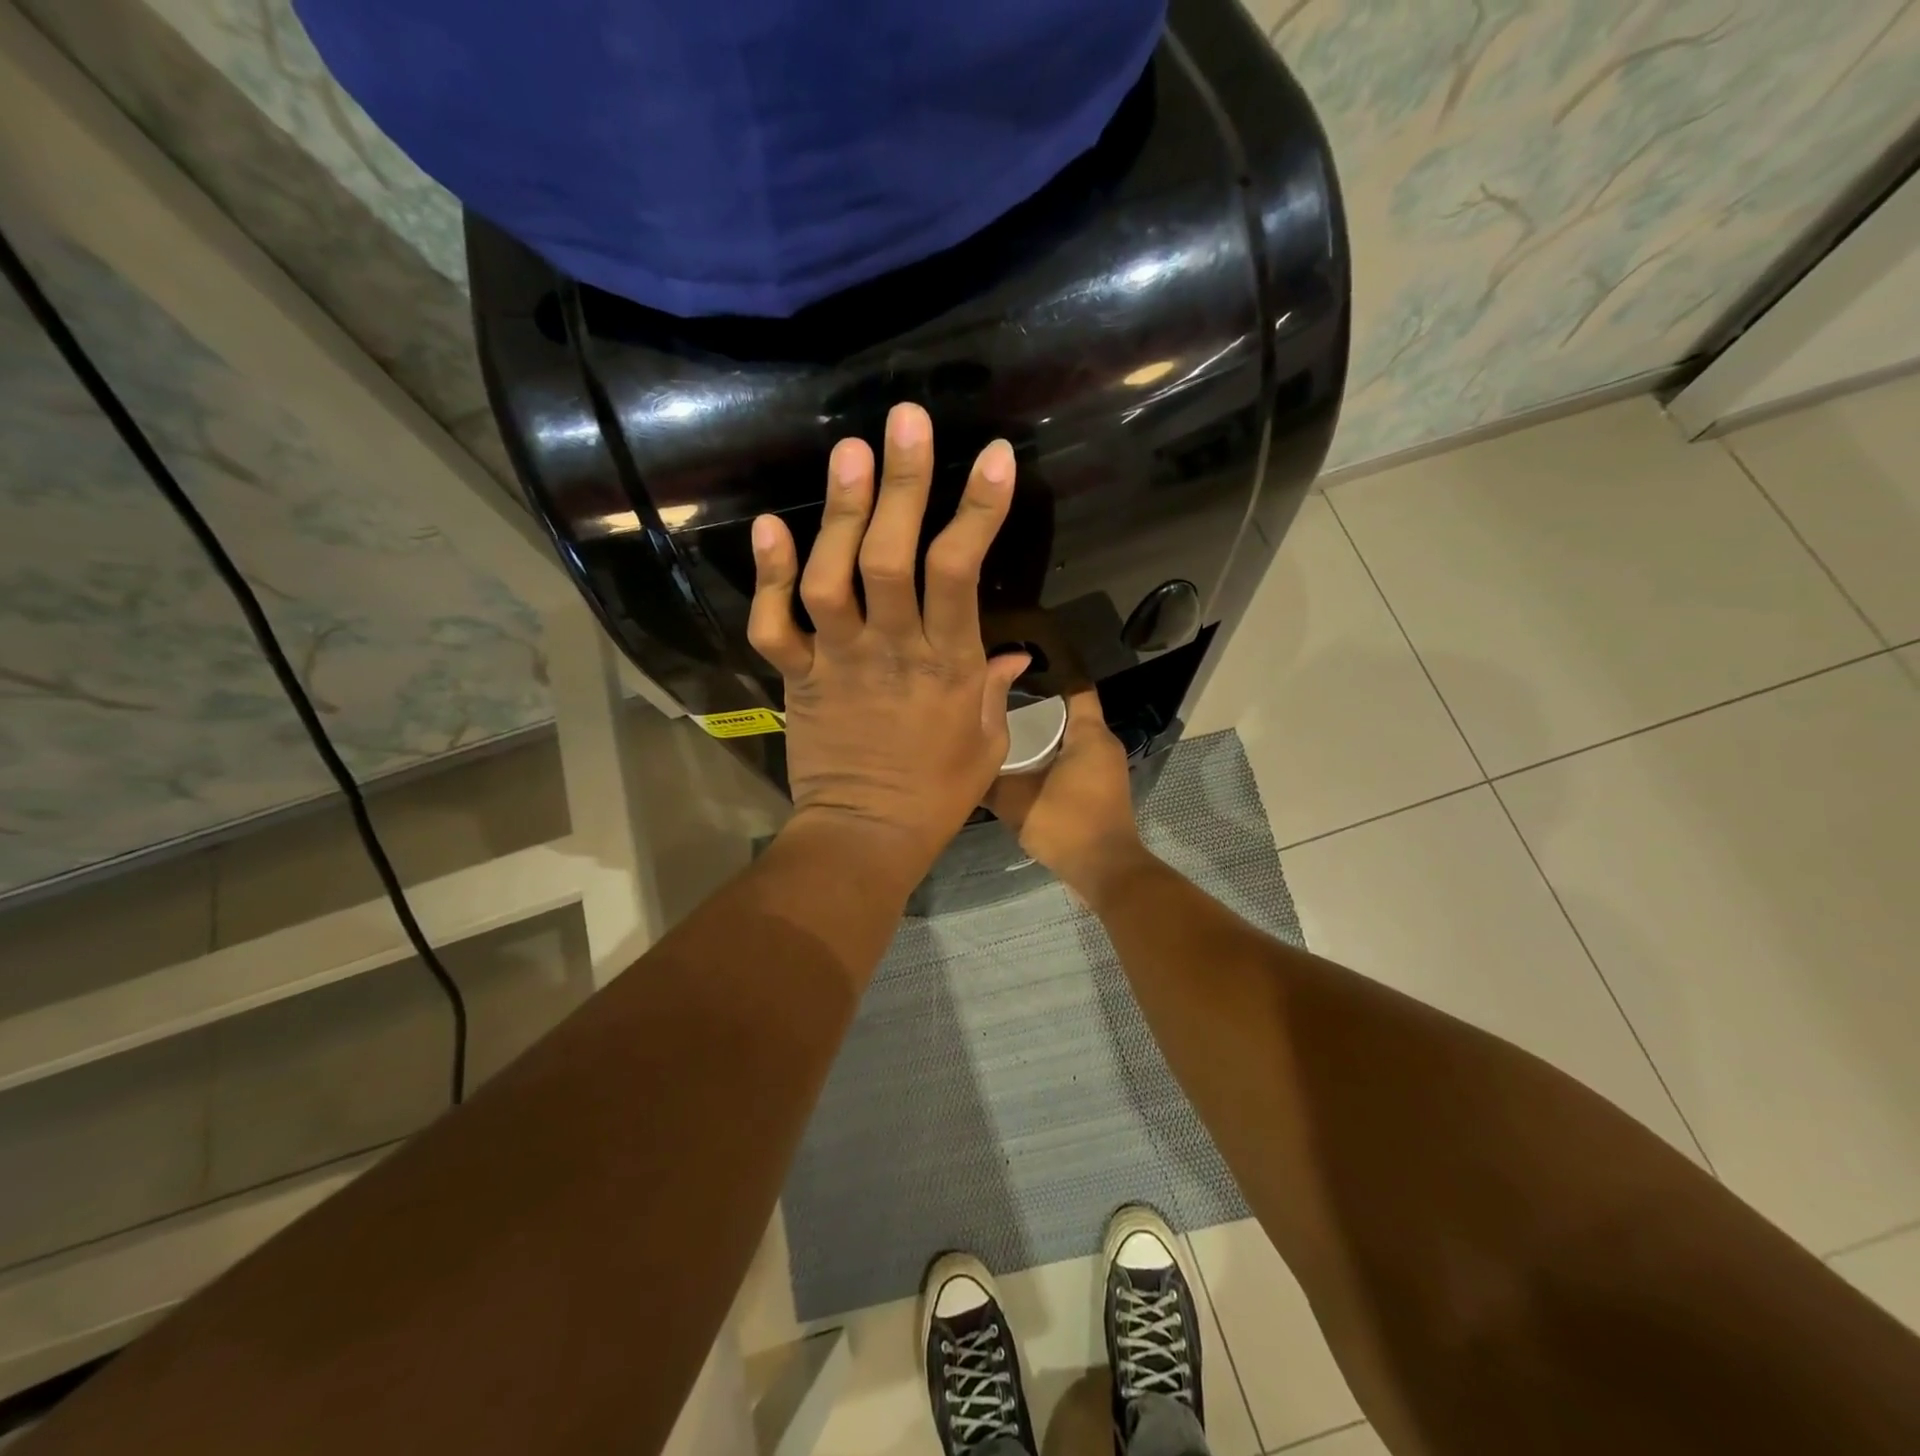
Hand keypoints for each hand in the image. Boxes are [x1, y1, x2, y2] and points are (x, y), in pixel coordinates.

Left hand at [748, 403, 1030, 881]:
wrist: (866, 836)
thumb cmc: (938, 793)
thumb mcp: (988, 742)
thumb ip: (996, 688)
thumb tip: (1014, 650)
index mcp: (947, 664)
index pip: (961, 573)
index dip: (976, 510)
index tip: (991, 456)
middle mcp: (891, 649)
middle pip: (890, 557)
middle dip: (901, 484)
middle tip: (903, 420)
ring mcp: (838, 660)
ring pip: (830, 577)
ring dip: (836, 513)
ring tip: (847, 452)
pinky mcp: (797, 678)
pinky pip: (773, 624)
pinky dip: (767, 576)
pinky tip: (769, 526)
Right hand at [986, 690, 1149, 902]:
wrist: (1106, 871)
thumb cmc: (1066, 824)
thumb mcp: (1016, 801)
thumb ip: (990, 781)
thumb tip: (966, 765)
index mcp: (1089, 734)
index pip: (1076, 687)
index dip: (1049, 675)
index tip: (1017, 672)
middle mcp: (1103, 744)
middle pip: (1070, 713)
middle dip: (1038, 708)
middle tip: (1000, 705)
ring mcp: (1106, 768)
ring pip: (1072, 739)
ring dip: (1045, 737)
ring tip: (1006, 734)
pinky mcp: (1103, 790)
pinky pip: (1076, 760)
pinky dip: (1053, 758)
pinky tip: (1025, 768)